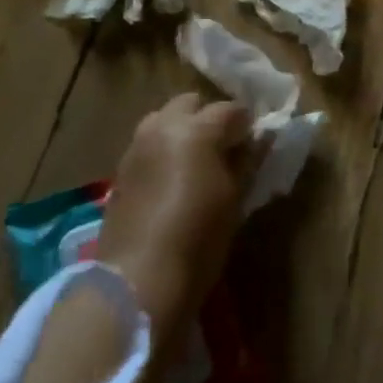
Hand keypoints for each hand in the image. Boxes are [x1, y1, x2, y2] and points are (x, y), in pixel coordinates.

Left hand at [95, 93, 252, 330]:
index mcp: (195, 129)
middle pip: (191, 103)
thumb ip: (248, 160)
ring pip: (164, 121)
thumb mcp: (235, 198)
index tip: (257, 144)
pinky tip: (174, 181)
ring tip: (199, 163)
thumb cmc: (199, 238)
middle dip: (210, 118)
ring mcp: (135, 148)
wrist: (138, 280)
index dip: (248, 124)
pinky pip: (148, 145)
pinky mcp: (120, 172)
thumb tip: (262, 139)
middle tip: (227, 148)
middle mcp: (161, 128)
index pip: (231, 110)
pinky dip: (165, 151)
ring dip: (184, 131)